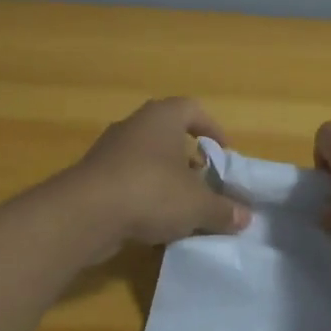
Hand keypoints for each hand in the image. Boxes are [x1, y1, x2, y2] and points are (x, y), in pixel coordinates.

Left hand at [67, 97, 250, 252]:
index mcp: (162, 117)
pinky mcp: (93, 177)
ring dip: (166, 179)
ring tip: (182, 206)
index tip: (223, 153)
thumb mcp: (198, 205)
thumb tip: (245, 217)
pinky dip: (143, 195)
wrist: (85, 214)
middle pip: (168, 135)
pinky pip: (127, 180)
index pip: (192, 109)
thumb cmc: (151, 192)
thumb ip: (224, 210)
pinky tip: (154, 221)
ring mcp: (109, 150)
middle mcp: (134, 126)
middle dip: (189, 158)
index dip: (212, 128)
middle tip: (205, 182)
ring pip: (147, 159)